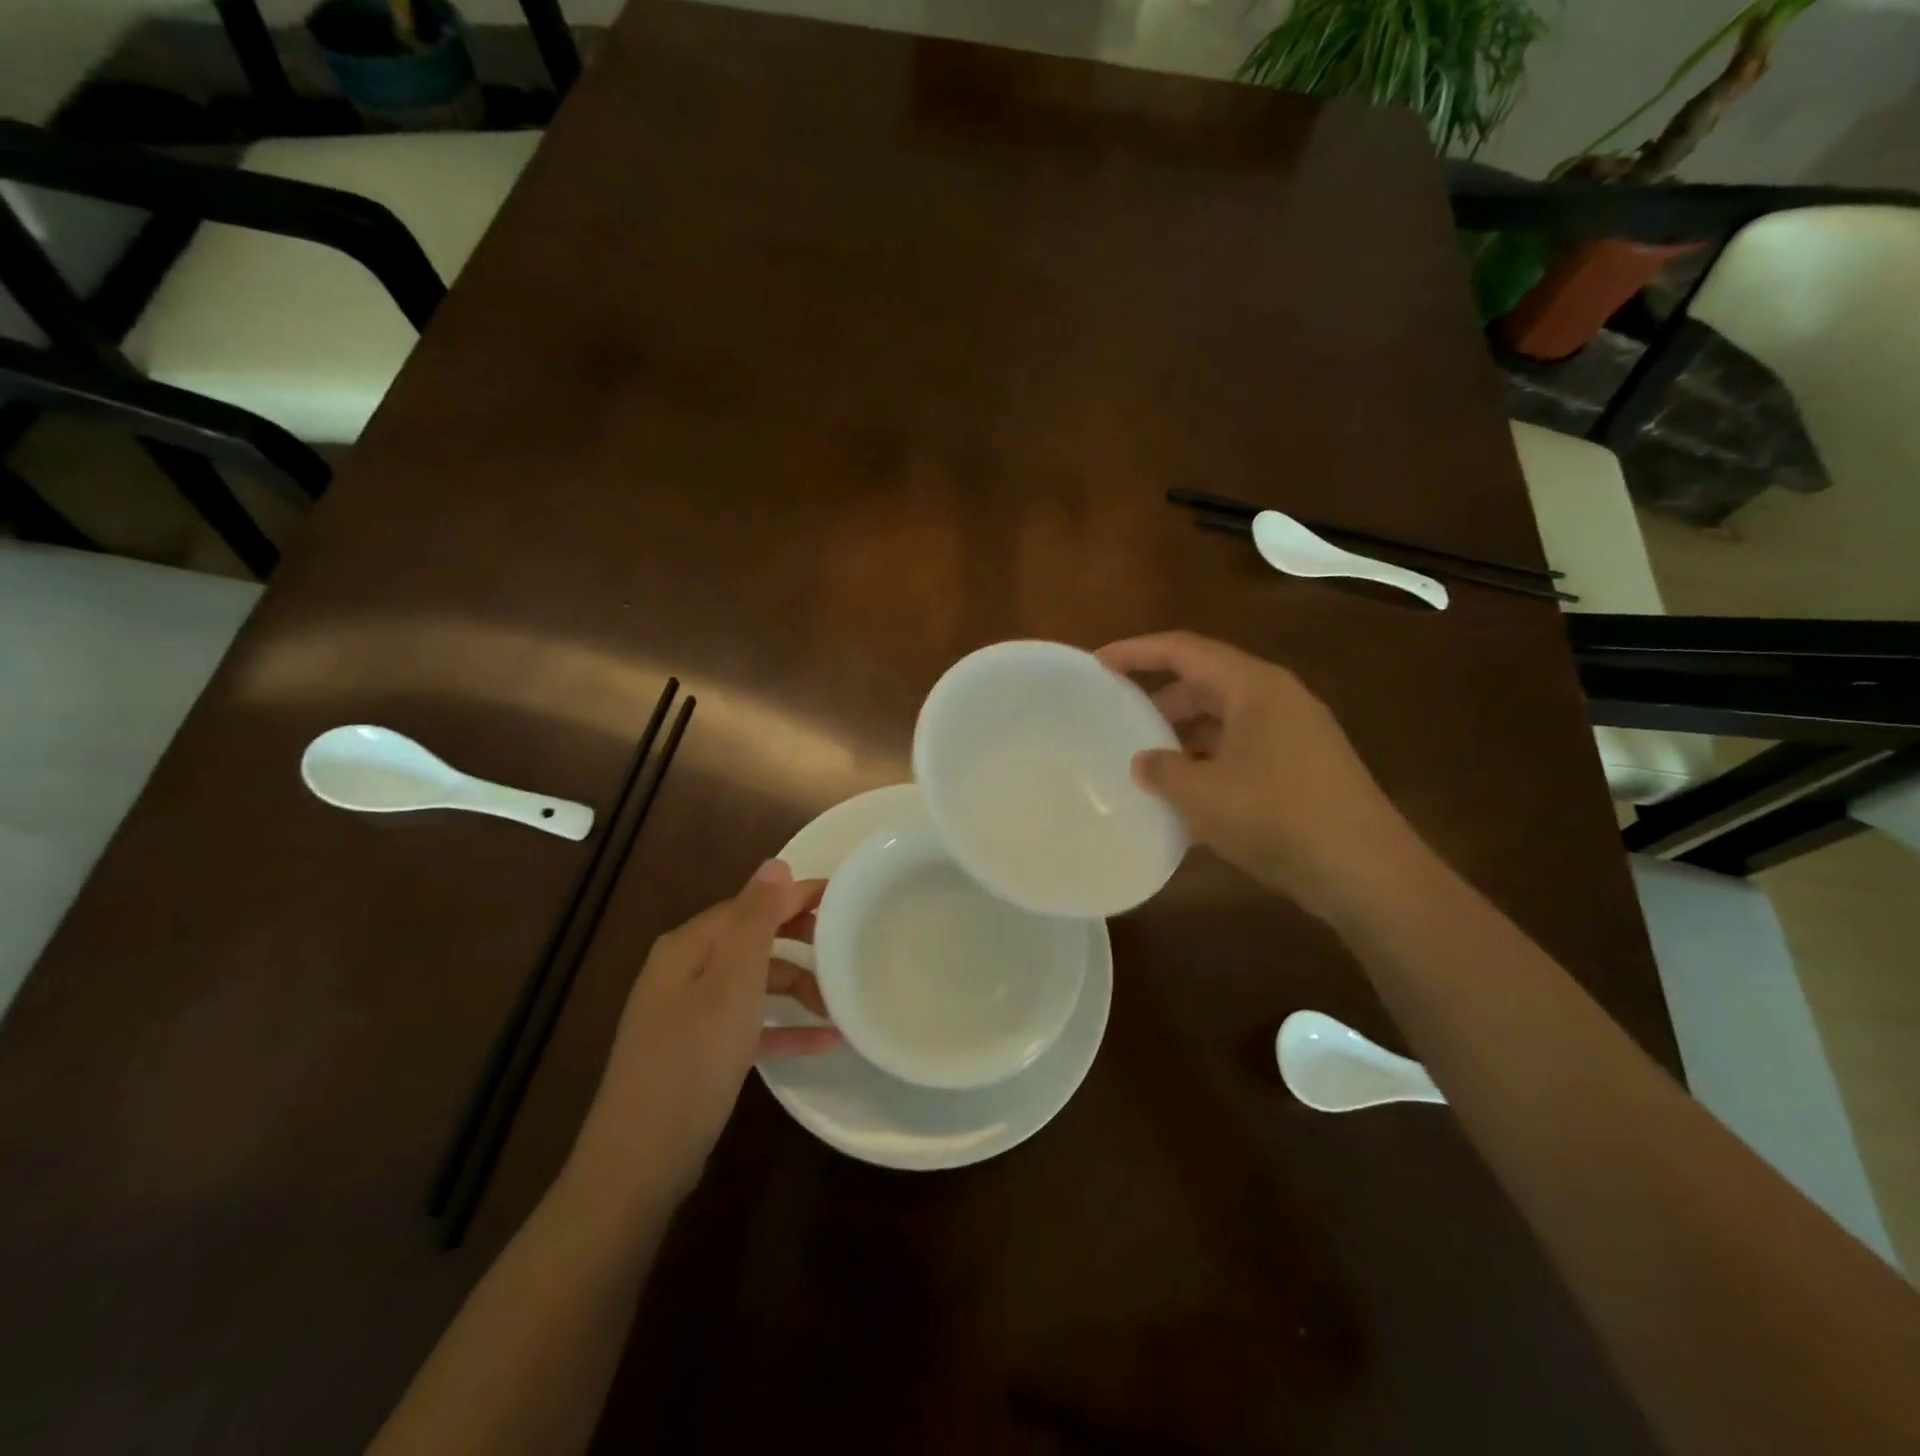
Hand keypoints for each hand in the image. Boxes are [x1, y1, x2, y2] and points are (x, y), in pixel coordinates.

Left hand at [570, 860, 837, 1205]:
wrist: (639, 1160)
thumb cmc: (693, 1059)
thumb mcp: (733, 982)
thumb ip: (756, 919)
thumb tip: (775, 863)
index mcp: (689, 946)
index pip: (751, 904)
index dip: (796, 897)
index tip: (843, 899)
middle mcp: (683, 971)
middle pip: (752, 941)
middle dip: (799, 942)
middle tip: (844, 949)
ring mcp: (687, 1014)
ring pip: (752, 983)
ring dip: (795, 988)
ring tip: (839, 1003)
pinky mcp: (696, 1052)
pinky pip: (747, 1024)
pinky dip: (781, 1026)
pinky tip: (822, 1042)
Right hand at [1098, 631, 1421, 920]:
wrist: (1365, 871)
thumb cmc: (1278, 817)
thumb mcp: (1203, 795)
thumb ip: (1162, 771)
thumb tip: (1143, 761)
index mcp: (1253, 686)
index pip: (1184, 650)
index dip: (1136, 652)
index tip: (1097, 665)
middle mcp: (1276, 698)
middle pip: (1205, 681)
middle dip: (1158, 698)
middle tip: (1118, 720)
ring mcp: (1294, 732)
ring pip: (1224, 718)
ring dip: (1183, 734)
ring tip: (1146, 760)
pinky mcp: (1302, 766)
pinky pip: (1241, 747)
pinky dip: (1208, 760)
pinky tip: (1186, 795)